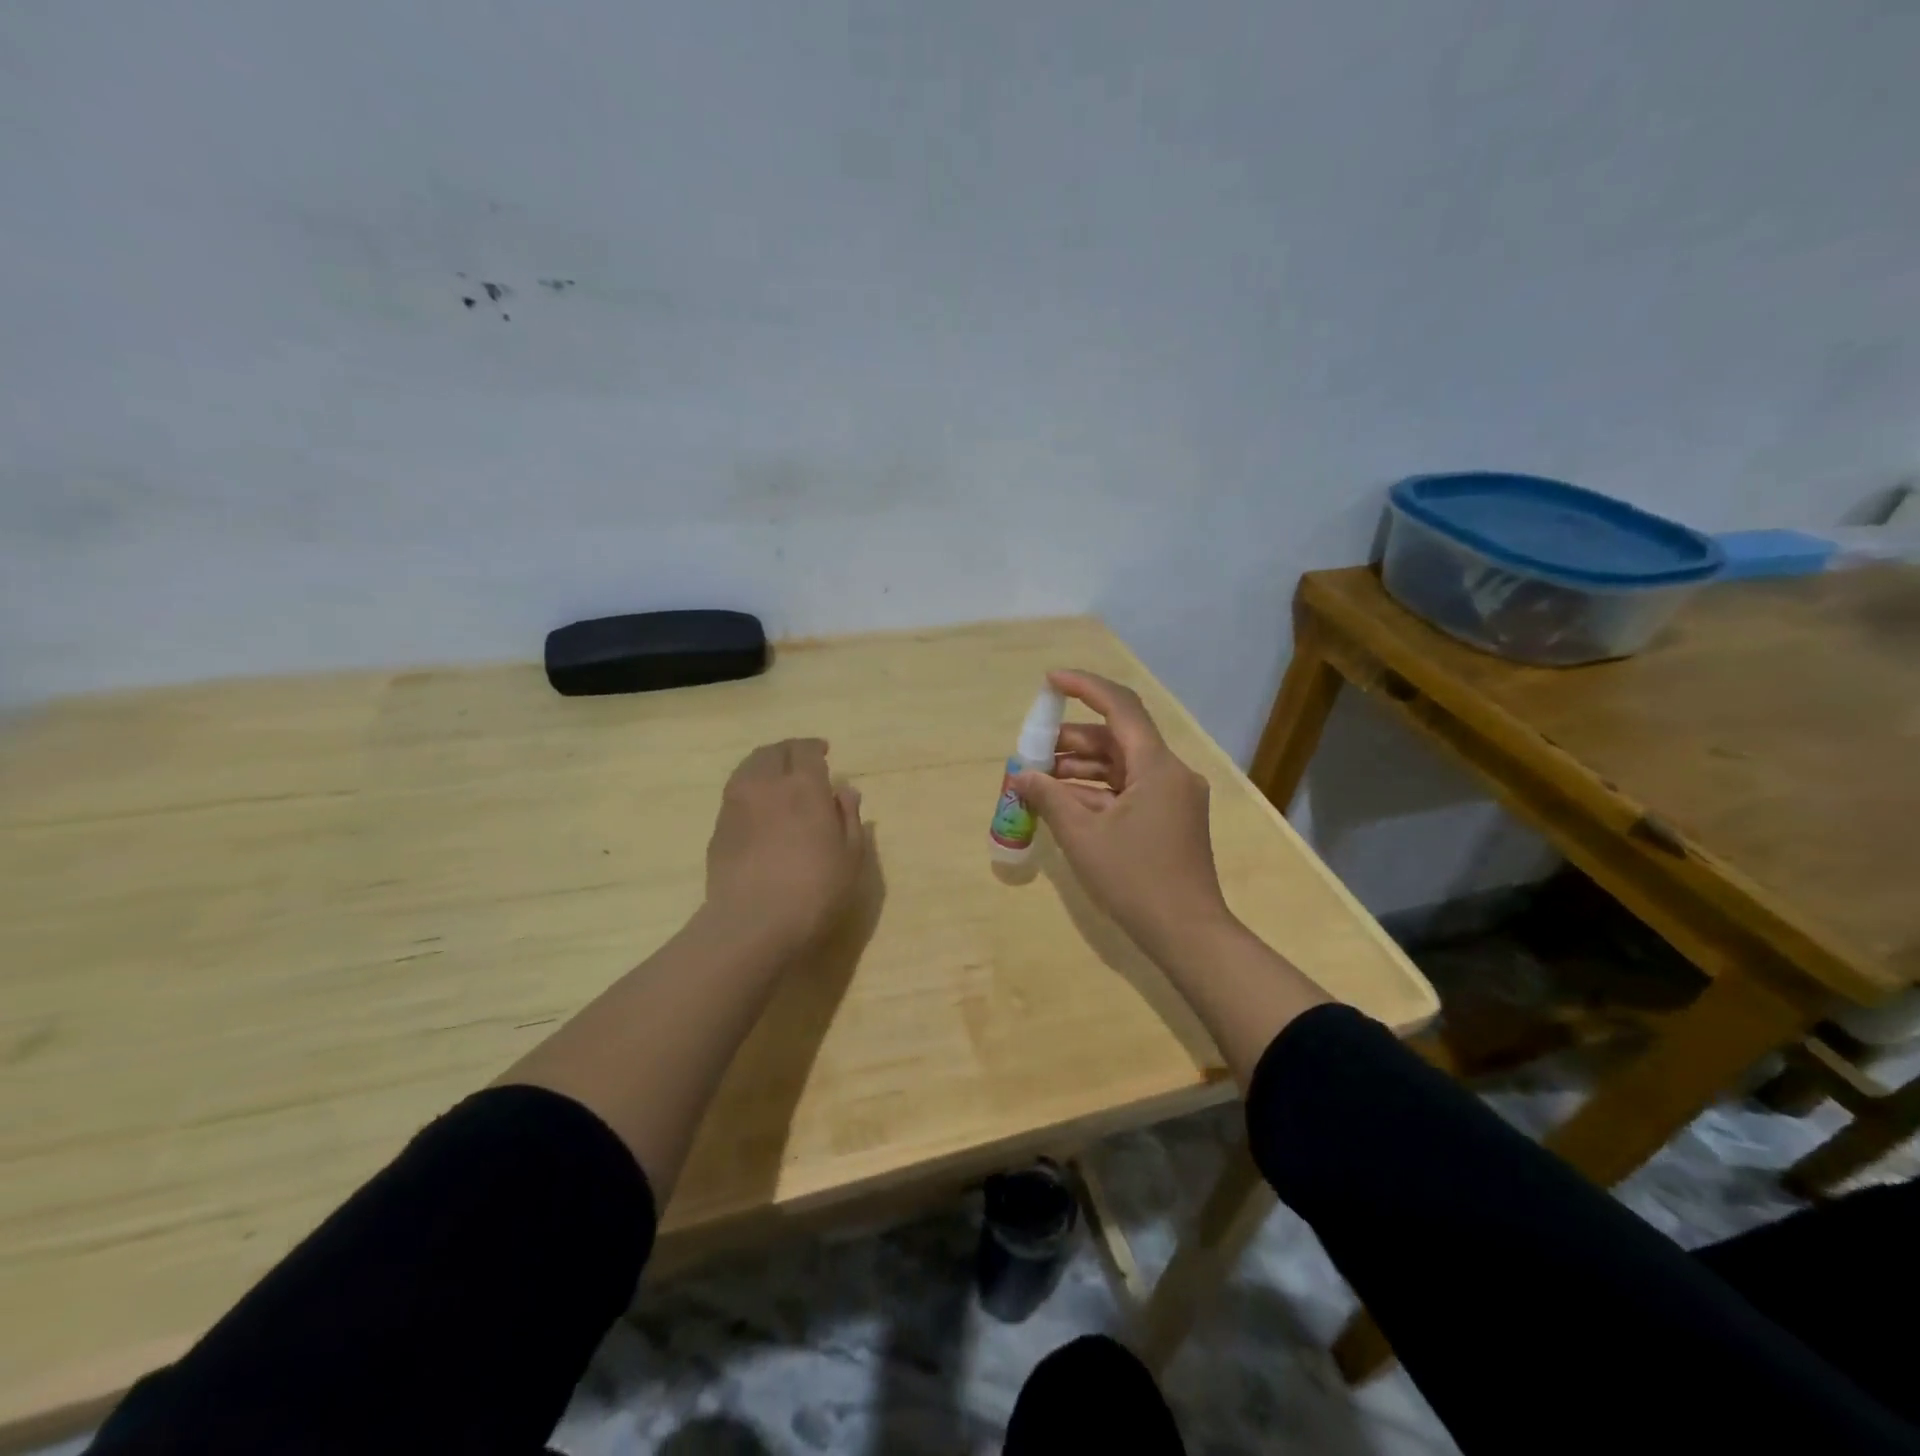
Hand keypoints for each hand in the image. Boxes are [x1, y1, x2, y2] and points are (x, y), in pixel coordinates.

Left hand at [705, 738, 866, 951]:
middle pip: (773, 752)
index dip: (815, 748)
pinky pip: (735, 793)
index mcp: (803, 786)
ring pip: (748, 768)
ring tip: (776, 779)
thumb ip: (848, 817)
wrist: (753, 923)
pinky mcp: (718, 827)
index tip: (824, 753)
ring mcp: (736, 804)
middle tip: (801, 762)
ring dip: (765, 765)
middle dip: (789, 751)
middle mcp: (766, 784)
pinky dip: (749, 789)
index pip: (806, 750)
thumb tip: (845, 790)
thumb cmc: (815, 889)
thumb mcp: (850, 856)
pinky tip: (759, 808)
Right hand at [1014, 670, 1235, 966]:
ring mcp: (1172, 798)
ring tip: (1038, 780)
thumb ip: (1048, 798)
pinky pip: (1128, 792)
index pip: (1120, 707)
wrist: (1187, 934)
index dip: (1084, 687)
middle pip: (1116, 739)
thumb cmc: (1135, 879)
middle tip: (1031, 751)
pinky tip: (1062, 803)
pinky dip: (1096, 792)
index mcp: (1157, 766)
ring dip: (1080, 770)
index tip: (1049, 681)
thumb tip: (1021, 776)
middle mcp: (1170, 773)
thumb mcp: (1082, 836)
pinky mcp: (1169, 820)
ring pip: (1120, 767)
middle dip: (1071, 741)